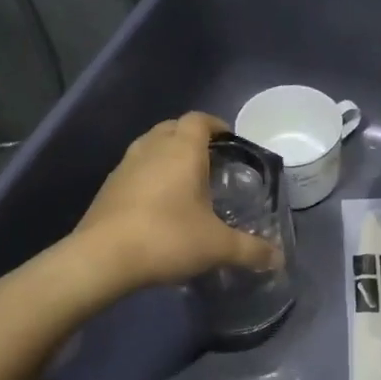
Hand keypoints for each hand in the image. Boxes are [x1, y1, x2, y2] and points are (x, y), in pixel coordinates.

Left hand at [74, 113, 277, 289]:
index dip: (216, 125)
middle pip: (173, 127)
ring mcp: (125, 165)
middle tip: (210, 160)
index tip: (229, 140)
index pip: (200, 120)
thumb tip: (278, 259)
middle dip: (191, 137)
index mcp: (182, 150)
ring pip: (150, 146)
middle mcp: (152, 148)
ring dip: (167, 154)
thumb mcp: (217, 246)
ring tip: (184, 180)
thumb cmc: (167, 238)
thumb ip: (250, 250)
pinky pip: (134, 169)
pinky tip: (157, 203)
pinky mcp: (108, 187)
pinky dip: (149, 175)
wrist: (102, 258)